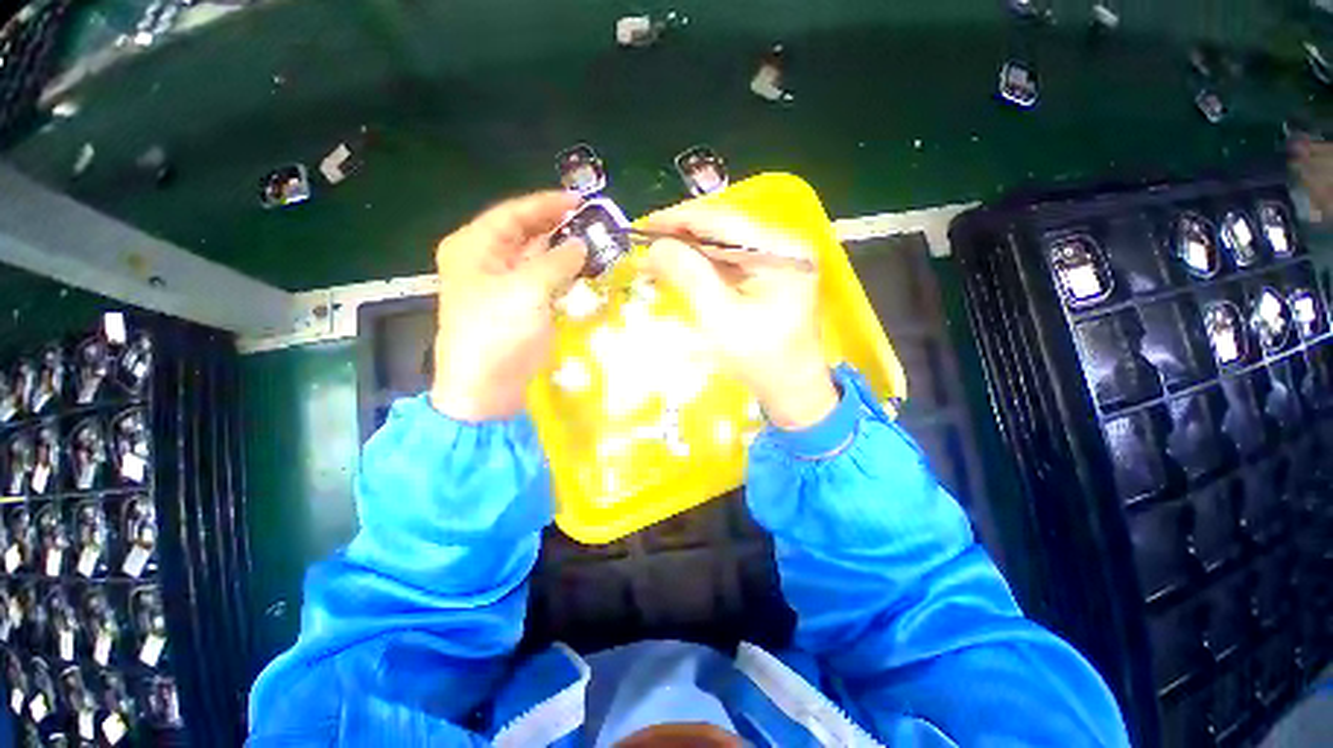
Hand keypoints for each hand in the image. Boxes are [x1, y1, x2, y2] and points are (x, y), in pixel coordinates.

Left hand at [431, 191, 585, 421]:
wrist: (487, 389)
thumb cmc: (497, 333)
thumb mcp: (527, 289)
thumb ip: (557, 261)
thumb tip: (581, 244)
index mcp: (475, 247)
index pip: (513, 214)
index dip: (547, 204)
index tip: (581, 201)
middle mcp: (486, 261)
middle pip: (525, 234)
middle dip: (558, 227)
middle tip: (593, 223)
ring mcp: (504, 286)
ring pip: (537, 259)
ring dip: (563, 252)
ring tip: (595, 244)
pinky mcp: (520, 308)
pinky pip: (544, 282)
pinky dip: (563, 276)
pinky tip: (584, 272)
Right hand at [639, 200, 837, 429]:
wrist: (790, 390)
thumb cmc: (761, 360)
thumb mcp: (721, 318)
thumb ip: (690, 277)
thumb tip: (656, 246)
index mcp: (781, 253)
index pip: (726, 222)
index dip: (682, 219)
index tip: (646, 223)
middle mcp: (783, 248)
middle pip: (725, 232)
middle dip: (683, 238)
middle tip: (645, 244)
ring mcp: (777, 263)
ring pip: (724, 248)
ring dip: (689, 253)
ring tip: (654, 260)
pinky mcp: (768, 278)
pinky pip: (729, 265)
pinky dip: (702, 267)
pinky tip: (678, 271)